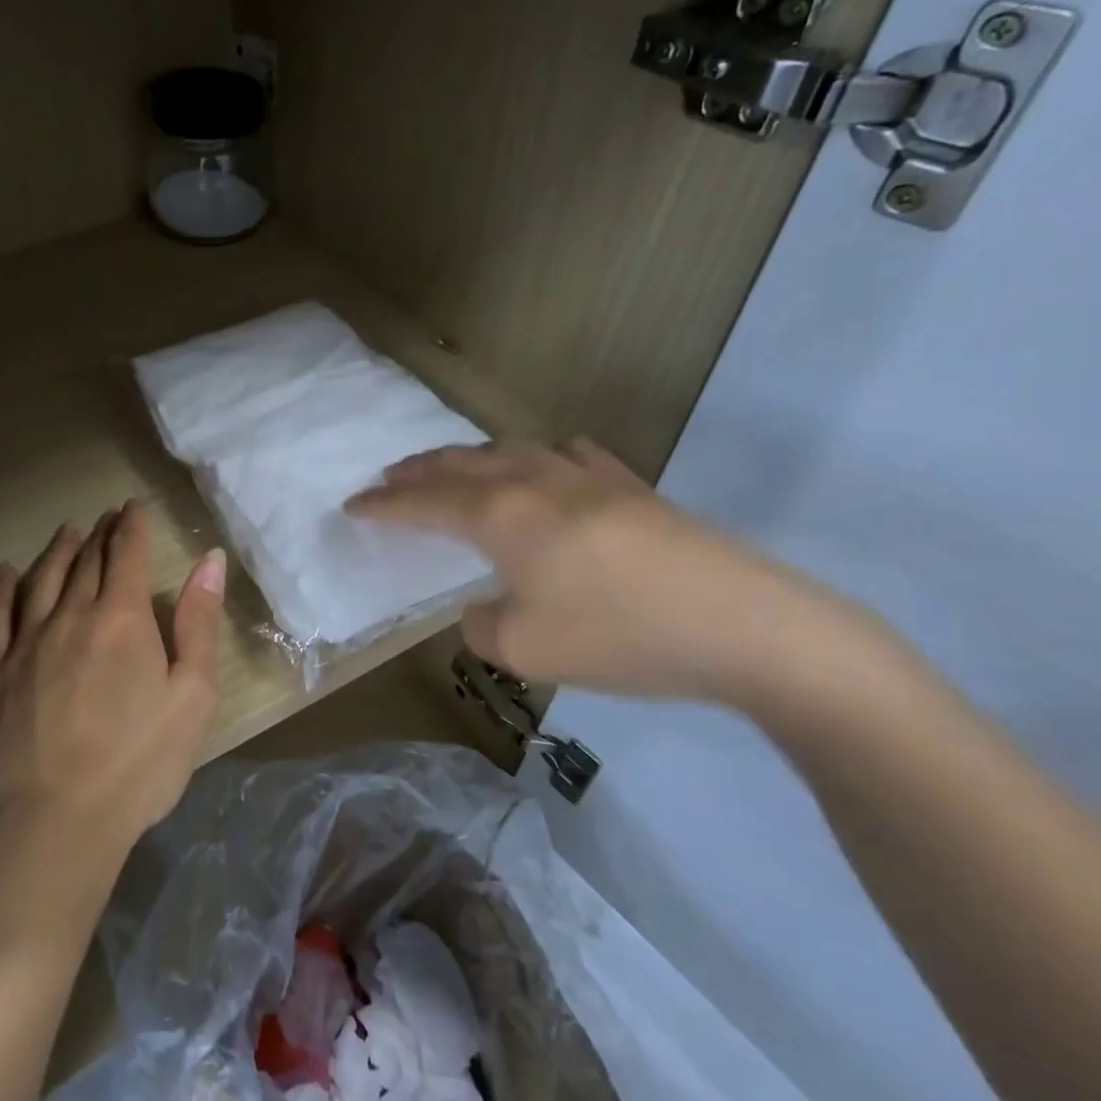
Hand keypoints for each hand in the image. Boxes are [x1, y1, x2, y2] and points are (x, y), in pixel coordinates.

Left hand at [0, 500, 226, 848]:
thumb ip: (200, 622)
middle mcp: (70, 615)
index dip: (131, 525)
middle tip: (106, 517)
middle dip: (100, 533)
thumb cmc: (139, 762)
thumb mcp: (193, 695)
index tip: (133, 507)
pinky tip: (5, 572)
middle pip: (86, 561)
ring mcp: (26, 642)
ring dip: (58, 551)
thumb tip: (210, 561)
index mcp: (121, 618)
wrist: (58, 824)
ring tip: (68, 532)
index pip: (126, 553)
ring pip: (42, 579)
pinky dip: (1, 589)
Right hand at [345, 438, 889, 709]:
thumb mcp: (527, 650)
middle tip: (387, 478)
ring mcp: (587, 478)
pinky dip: (540, 456)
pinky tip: (548, 462)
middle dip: (416, 471)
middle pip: (460, 464)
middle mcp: (534, 483)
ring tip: (452, 468)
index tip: (353, 505)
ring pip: (509, 450)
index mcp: (501, 516)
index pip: (424, 504)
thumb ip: (484, 625)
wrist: (747, 626)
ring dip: (468, 458)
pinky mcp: (632, 487)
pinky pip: (570, 455)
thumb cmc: (622, 637)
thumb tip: (486, 606)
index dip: (384, 506)